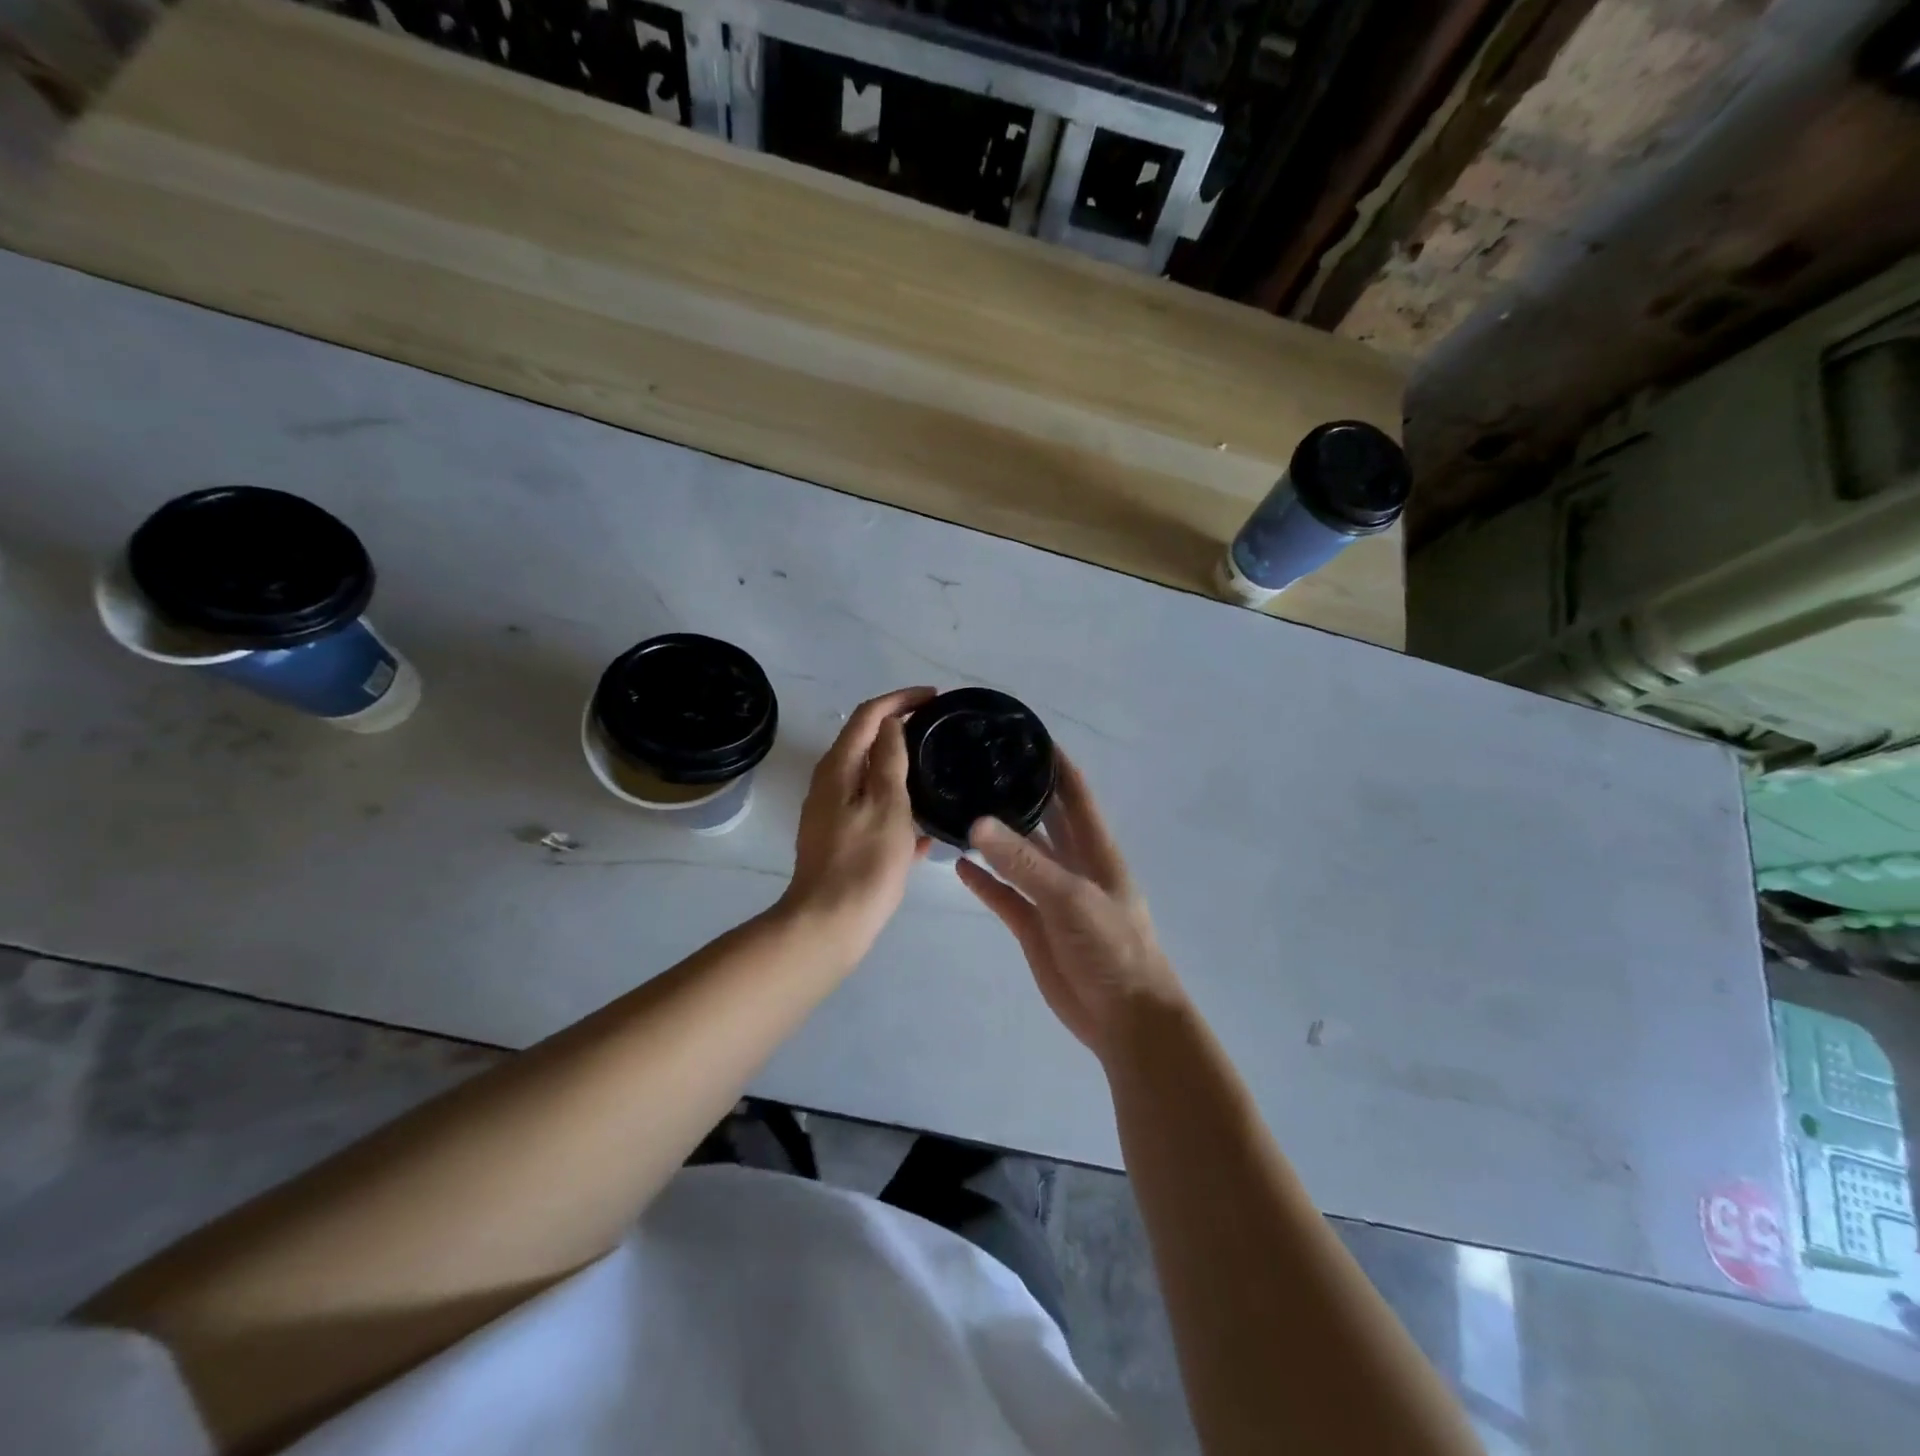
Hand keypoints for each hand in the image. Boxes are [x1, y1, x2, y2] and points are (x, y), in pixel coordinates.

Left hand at [781, 687, 934, 954]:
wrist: (829, 925)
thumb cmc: (864, 862)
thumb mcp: (887, 805)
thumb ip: (889, 760)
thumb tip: (891, 723)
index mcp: (838, 768)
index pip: (868, 715)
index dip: (901, 700)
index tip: (935, 698)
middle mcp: (829, 784)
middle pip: (866, 742)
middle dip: (901, 729)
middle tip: (939, 730)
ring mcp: (832, 814)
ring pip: (871, 779)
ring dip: (902, 770)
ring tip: (938, 773)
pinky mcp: (840, 840)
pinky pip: (873, 811)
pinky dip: (896, 808)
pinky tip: (924, 832)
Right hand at [957, 754, 1185, 1063]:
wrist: (1125, 1018)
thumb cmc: (1112, 948)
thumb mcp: (1071, 898)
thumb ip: (1025, 863)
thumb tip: (978, 822)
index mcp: (1095, 849)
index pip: (1074, 793)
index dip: (1054, 762)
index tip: (1023, 732)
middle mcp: (1072, 865)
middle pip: (1043, 819)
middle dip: (1018, 793)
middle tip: (975, 766)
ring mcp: (1051, 896)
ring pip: (1018, 856)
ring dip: (994, 837)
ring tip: (958, 808)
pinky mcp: (1033, 926)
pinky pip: (1004, 895)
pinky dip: (984, 881)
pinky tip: (958, 863)